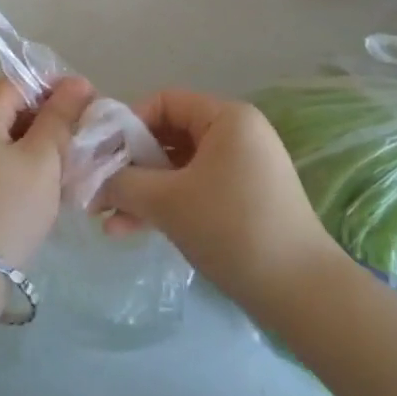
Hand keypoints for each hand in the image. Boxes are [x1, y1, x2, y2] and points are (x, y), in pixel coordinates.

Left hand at [0, 76, 92, 269]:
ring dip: (44, 146)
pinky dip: (29, 167)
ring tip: (77, 163)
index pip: (24, 81)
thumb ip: (60, 116)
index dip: (60, 88)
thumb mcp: (42, 158)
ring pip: (13, 137)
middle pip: (17, 107)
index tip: (94, 105)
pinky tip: (54, 186)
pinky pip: (3, 162)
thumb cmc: (6, 207)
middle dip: (54, 119)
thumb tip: (77, 82)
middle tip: (89, 138)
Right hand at [100, 88, 338, 315]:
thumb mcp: (167, 202)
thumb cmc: (232, 229)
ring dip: (143, 192)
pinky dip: (167, 205)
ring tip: (108, 222)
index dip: (129, 124)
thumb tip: (94, 178)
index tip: (104, 156)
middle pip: (170, 135)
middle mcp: (238, 134)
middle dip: (131, 166)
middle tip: (99, 193)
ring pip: (179, 168)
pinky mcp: (245, 200)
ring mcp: (243, 168)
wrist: (302, 293)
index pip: (165, 102)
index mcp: (227, 118)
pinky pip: (195, 189)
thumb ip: (124, 183)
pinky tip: (134, 230)